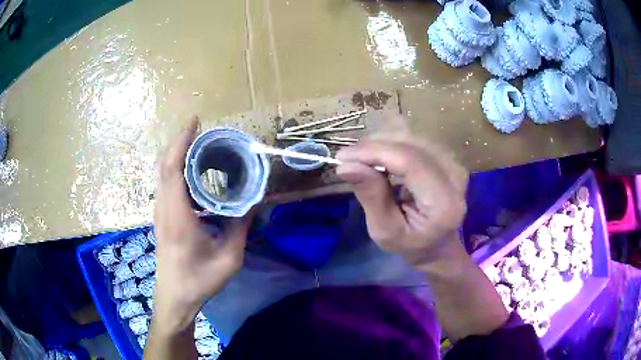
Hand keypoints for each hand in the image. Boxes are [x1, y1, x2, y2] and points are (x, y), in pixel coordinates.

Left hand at [153, 118, 252, 331]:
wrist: (175, 297)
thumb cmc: (199, 280)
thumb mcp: (228, 258)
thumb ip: (240, 227)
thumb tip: (252, 202)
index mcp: (178, 216)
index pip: (173, 168)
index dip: (182, 141)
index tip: (195, 121)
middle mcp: (164, 208)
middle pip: (165, 163)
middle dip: (180, 141)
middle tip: (202, 130)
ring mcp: (160, 212)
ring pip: (163, 172)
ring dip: (177, 153)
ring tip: (200, 146)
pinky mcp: (161, 217)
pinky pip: (166, 183)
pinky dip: (176, 168)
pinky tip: (194, 173)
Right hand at [336, 139, 467, 266]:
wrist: (438, 244)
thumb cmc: (410, 244)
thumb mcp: (385, 231)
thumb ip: (371, 196)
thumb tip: (346, 165)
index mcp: (444, 202)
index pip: (410, 162)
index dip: (374, 153)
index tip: (342, 157)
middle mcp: (455, 176)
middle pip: (411, 144)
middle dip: (374, 145)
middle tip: (347, 158)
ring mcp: (454, 163)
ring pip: (411, 136)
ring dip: (380, 142)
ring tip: (360, 158)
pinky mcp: (448, 156)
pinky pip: (415, 138)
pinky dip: (391, 142)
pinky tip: (377, 155)